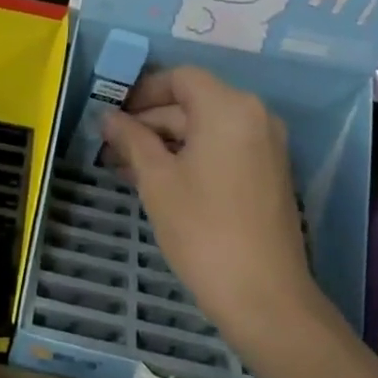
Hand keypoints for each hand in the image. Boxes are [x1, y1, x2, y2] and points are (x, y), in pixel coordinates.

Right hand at [102, 66, 317, 339]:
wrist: (265, 298)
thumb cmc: (204, 230)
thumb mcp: (157, 180)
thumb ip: (131, 139)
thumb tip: (108, 117)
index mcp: (229, 107)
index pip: (180, 78)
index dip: (143, 91)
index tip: (113, 115)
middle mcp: (255, 116)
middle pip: (193, 102)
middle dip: (150, 121)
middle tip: (111, 146)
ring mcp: (266, 145)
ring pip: (206, 128)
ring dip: (167, 141)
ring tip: (126, 167)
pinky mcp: (269, 173)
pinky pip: (223, 148)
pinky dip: (191, 156)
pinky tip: (159, 180)